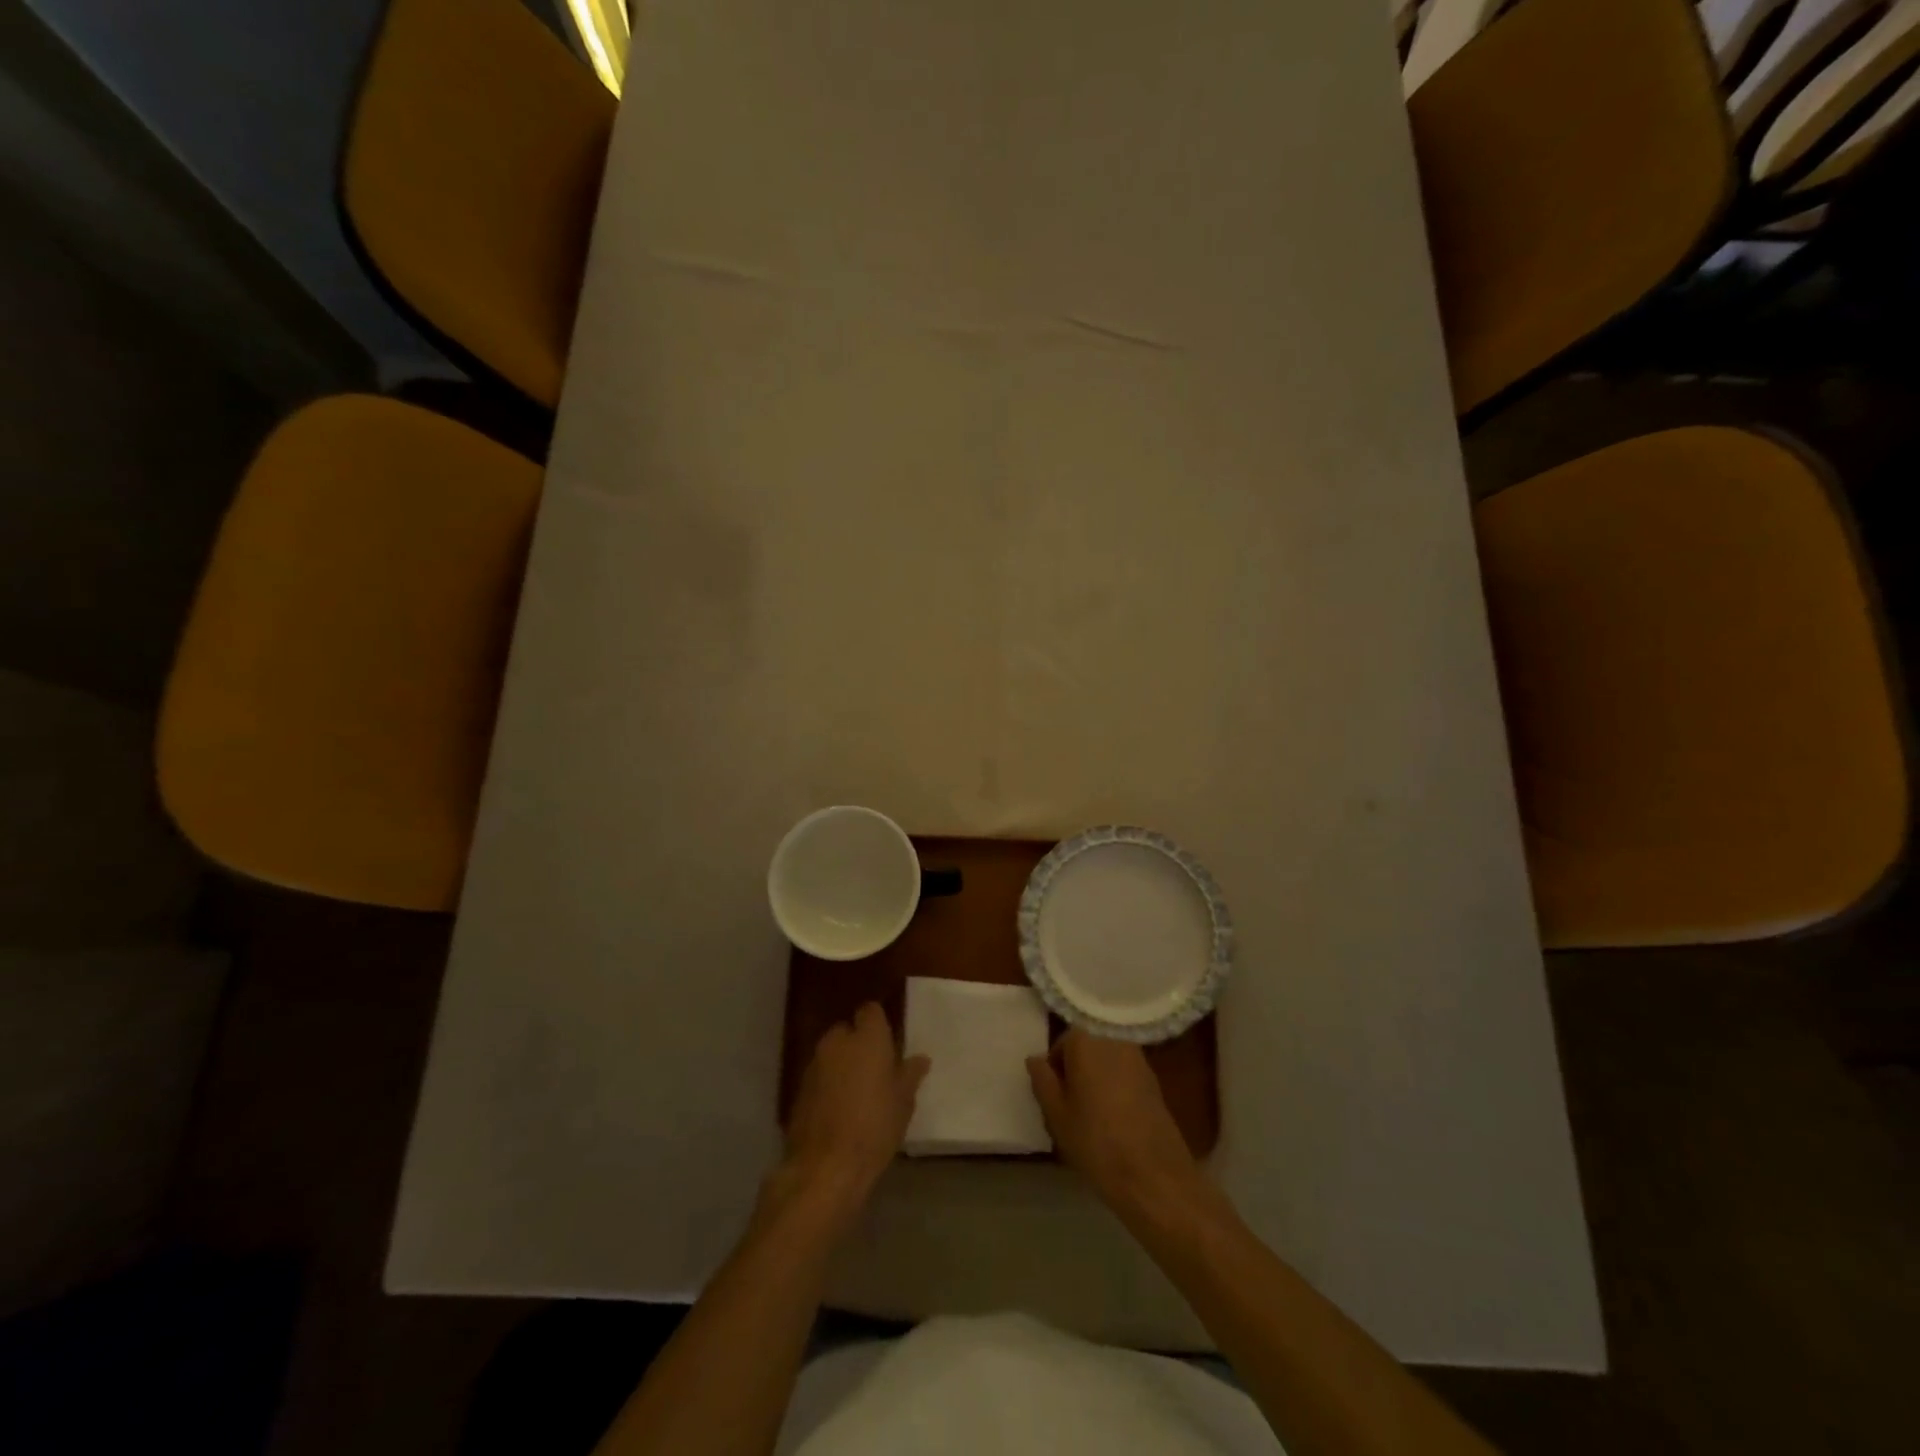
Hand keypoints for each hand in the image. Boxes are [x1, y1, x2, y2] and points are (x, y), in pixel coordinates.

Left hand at [773, 1003, 928, 1231]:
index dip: (878, 1024)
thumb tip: (920, 1059)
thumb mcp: (903, 1103)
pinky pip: (818, 1076)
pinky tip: (837, 1109)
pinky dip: (827, 1084)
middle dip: (858, 1044)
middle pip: (847, 1031)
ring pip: (831, 1053)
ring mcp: (814, 1064)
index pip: (870, 1011)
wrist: (826, 1167)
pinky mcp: (798, 1089)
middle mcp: (837, 1042)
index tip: (888, 1043)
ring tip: (856, 1092)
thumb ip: (910, 1075)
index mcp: (867, 1038)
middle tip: (875, 1070)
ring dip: (841, 1065)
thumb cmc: (874, 1127)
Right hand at [1028, 1029, 1222, 1231]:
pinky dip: (1116, 1089)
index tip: (1054, 1098)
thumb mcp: (1056, 1115)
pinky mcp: (1155, 1081)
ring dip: (1097, 1080)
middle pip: (1087, 1049)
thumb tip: (1035, 1059)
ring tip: (1092, 1117)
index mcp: (1087, 1042)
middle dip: (1076, 1072)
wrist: (1154, 1175)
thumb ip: (1042, 1081)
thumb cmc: (1096, 1142)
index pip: (1062, 1043)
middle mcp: (1114, 1040)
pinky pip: (1125, 1076)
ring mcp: (1138, 1059)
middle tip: (1070, 1108)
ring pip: (1106, 1063)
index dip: (1054, 1069)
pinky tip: (1115, 1121)